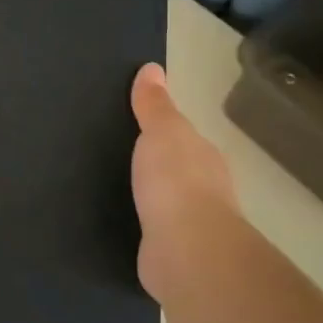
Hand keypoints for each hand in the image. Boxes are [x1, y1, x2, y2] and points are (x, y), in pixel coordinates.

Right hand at [130, 62, 238, 300]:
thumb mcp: (161, 132)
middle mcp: (205, 190)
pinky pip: (154, 231)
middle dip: (157, 166)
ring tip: (116, 191)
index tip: (136, 127)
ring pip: (167, 203)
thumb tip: (152, 68)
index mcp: (203, 157)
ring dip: (151, 198)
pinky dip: (143, 226)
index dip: (163, 131)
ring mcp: (192, 225)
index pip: (184, 138)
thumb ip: (155, 105)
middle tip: (119, 157)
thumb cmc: (175, 181)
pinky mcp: (175, 254)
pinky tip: (125, 224)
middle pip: (178, 170)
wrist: (186, 250)